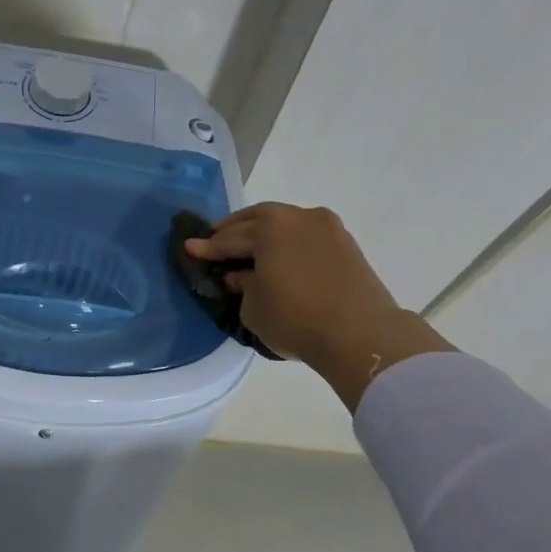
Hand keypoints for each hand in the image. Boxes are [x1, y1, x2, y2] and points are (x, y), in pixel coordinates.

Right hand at [186, 203, 451, 410]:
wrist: (360, 334)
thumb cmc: (296, 319)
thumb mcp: (254, 308)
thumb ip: (243, 287)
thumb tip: (241, 276)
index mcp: (269, 228)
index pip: (229, 238)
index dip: (208, 247)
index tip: (190, 248)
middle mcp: (297, 217)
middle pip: (258, 219)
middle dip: (235, 229)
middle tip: (217, 240)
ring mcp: (326, 228)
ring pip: (286, 223)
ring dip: (265, 232)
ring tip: (250, 247)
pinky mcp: (346, 244)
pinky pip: (306, 235)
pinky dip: (289, 242)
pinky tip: (281, 256)